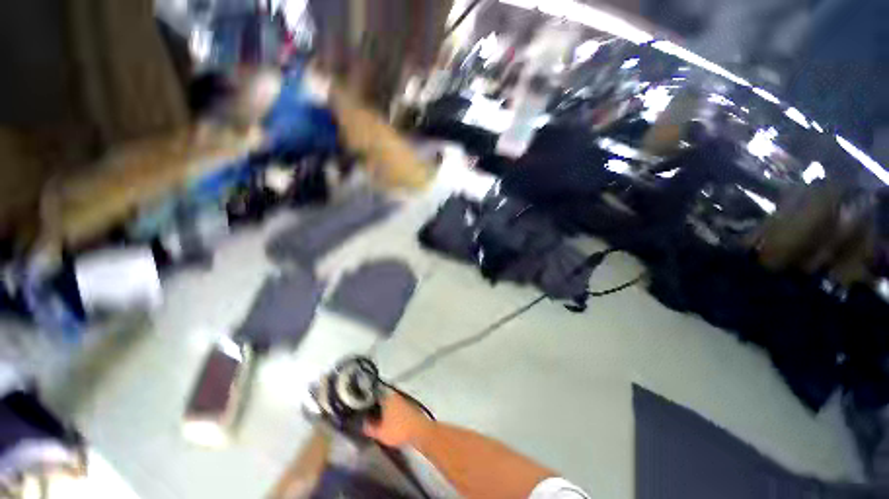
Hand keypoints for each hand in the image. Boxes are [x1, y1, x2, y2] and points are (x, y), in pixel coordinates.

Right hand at [363, 393, 433, 447]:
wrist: (419, 430)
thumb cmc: (398, 429)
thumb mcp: (380, 432)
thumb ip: (369, 428)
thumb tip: (363, 423)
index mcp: (386, 397)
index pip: (374, 395)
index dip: (367, 402)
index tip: (362, 408)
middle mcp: (395, 395)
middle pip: (382, 398)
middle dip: (376, 405)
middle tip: (369, 414)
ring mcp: (403, 399)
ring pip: (390, 402)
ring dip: (385, 408)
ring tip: (379, 418)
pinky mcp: (410, 405)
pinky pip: (397, 406)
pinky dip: (393, 411)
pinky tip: (391, 420)